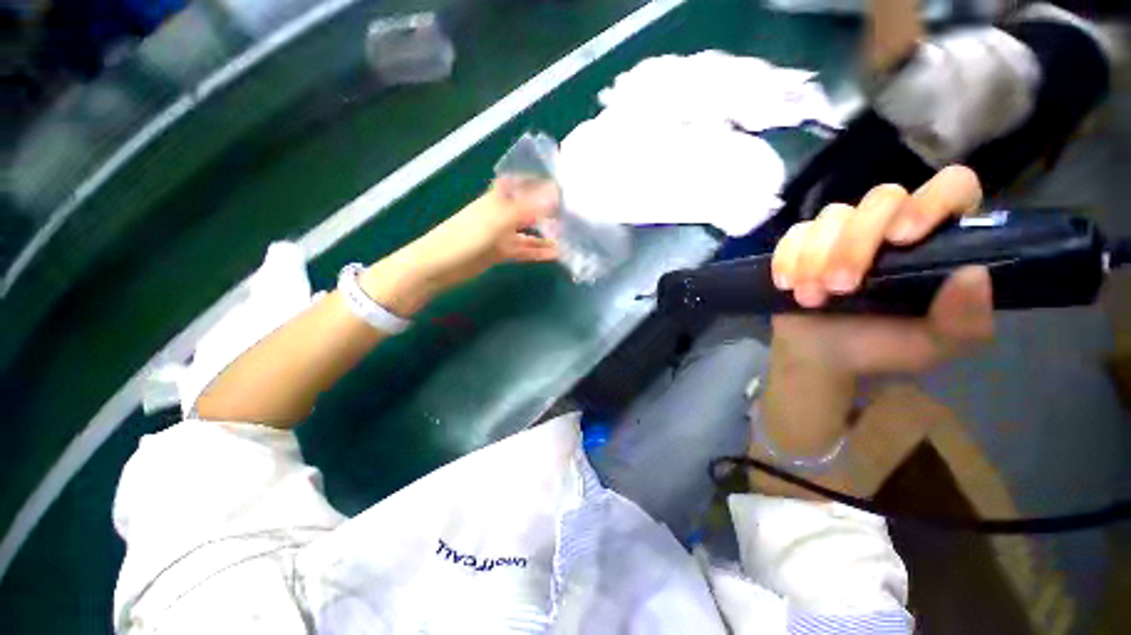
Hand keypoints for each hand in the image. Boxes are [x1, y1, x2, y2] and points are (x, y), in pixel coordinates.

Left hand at [360, 178, 559, 314]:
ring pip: (529, 231)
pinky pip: (524, 249)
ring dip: (547, 235)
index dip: (545, 184)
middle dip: (550, 211)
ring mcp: (502, 233)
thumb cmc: (467, 236)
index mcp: (500, 197)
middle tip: (575, 216)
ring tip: (570, 238)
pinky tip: (555, 255)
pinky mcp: (501, 251)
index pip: (526, 184)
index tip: (568, 188)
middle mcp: (503, 212)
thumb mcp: (500, 219)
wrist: (440, 265)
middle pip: (531, 209)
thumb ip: (529, 207)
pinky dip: (538, 251)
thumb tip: (557, 192)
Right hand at [759, 166, 993, 458]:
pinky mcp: (796, 251)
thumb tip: (975, 275)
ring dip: (820, 253)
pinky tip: (790, 285)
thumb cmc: (876, 352)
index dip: (935, 198)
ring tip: (814, 292)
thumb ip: (966, 320)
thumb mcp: (932, 347)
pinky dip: (790, 258)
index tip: (911, 237)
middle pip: (877, 199)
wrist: (818, 361)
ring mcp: (835, 238)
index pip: (949, 188)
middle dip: (859, 239)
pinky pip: (792, 237)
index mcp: (928, 246)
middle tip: (845, 284)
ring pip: (830, 217)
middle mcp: (884, 230)